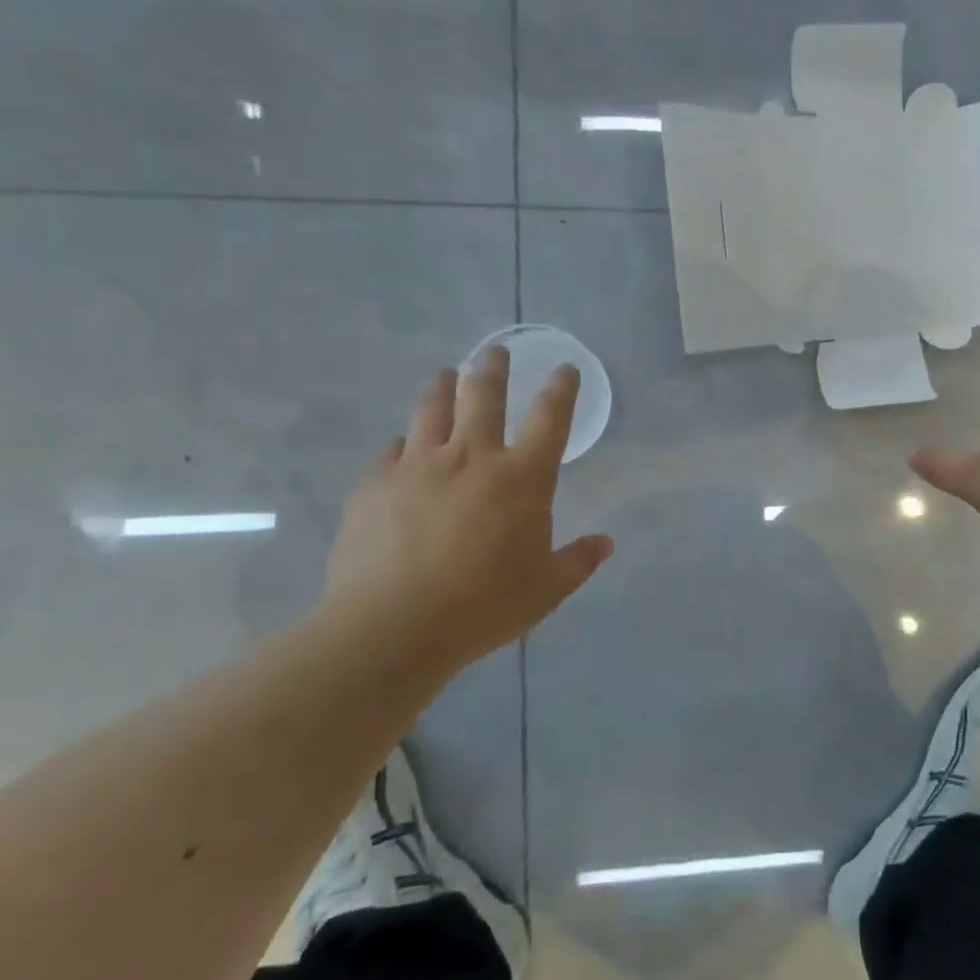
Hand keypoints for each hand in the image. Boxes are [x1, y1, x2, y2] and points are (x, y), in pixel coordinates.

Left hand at [317, 349, 613, 668]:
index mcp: (522, 478)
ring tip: (446, 374)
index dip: (561, 389)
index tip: (564, 369)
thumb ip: (578, 561)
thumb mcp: (546, 589)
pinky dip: (404, 443)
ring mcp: (418, 466)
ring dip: (443, 387)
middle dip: (493, 368)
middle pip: (483, 395)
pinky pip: (392, 451)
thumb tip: (605, 544)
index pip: (550, 418)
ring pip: (431, 409)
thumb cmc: (483, 606)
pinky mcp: (375, 484)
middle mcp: (472, 457)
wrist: (393, 627)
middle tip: (495, 352)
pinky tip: (402, 446)